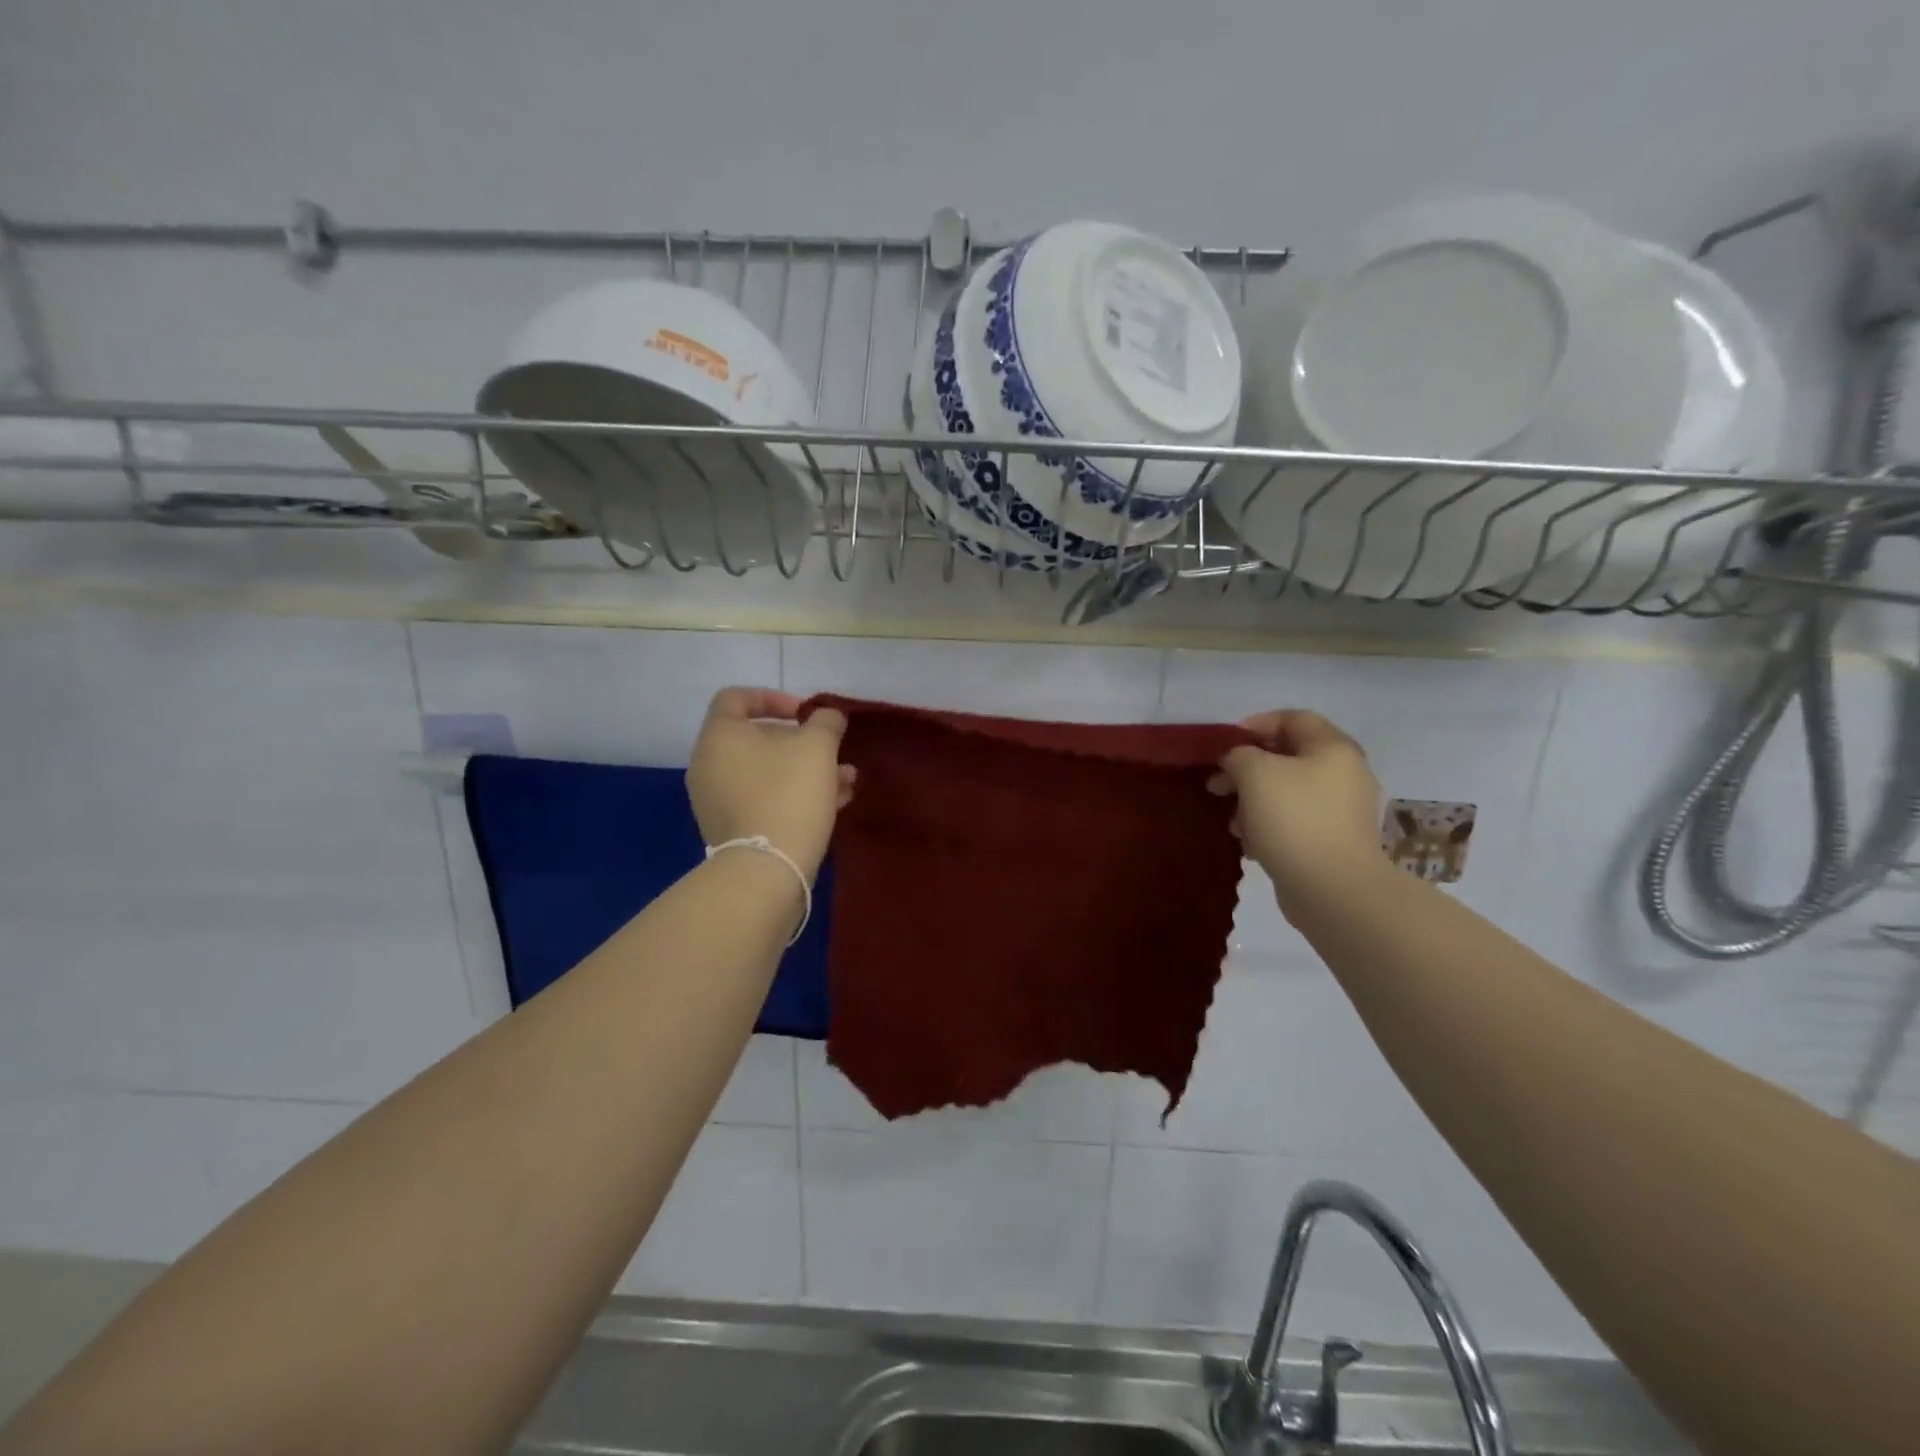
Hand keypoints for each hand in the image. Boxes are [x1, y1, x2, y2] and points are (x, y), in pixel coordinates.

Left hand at [686, 689, 852, 880]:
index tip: (805, 713)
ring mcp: (717, 801)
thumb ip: (826, 721)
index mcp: (719, 736)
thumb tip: (827, 716)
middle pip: (755, 738)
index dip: (774, 697)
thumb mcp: (818, 746)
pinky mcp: (732, 830)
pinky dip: (794, 794)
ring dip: (806, 770)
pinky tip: (834, 803)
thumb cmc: (789, 793)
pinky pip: (764, 799)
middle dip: (801, 741)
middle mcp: (709, 765)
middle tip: (831, 750)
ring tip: (846, 779)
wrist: (767, 869)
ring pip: (766, 772)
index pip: (736, 698)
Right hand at [1209, 710, 1386, 911]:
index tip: (1225, 745)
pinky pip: (1294, 821)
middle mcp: (1344, 774)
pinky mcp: (1332, 841)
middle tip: (1217, 785)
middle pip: (1287, 757)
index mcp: (1333, 748)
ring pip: (1286, 792)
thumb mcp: (1254, 773)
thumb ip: (1239, 755)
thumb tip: (1237, 761)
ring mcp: (1341, 810)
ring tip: (1232, 822)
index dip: (1255, 725)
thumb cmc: (1293, 818)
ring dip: (1253, 801)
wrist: (1332, 889)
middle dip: (1246, 769)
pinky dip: (1268, 826)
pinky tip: (1250, 844)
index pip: (1293, 718)